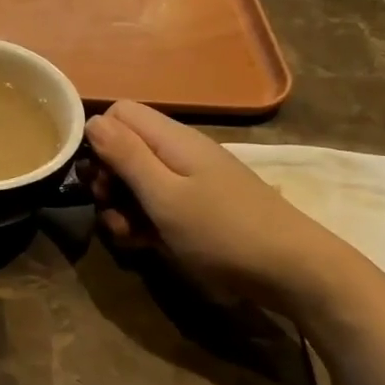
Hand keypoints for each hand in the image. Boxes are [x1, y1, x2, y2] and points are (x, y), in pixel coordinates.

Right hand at [83, 100, 358, 313]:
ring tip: (128, 235)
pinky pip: (157, 205)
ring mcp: (190, 182)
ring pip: (137, 182)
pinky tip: (145, 245)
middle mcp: (178, 152)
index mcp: (172, 138)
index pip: (119, 114)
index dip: (98, 138)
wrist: (293, 271)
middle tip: (109, 206)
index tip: (94, 174)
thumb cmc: (222, 231)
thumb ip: (126, 156)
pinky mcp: (196, 209)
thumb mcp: (164, 195)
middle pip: (124, 149)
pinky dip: (144, 221)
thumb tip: (92, 120)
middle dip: (107, 179)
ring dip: (122, 206)